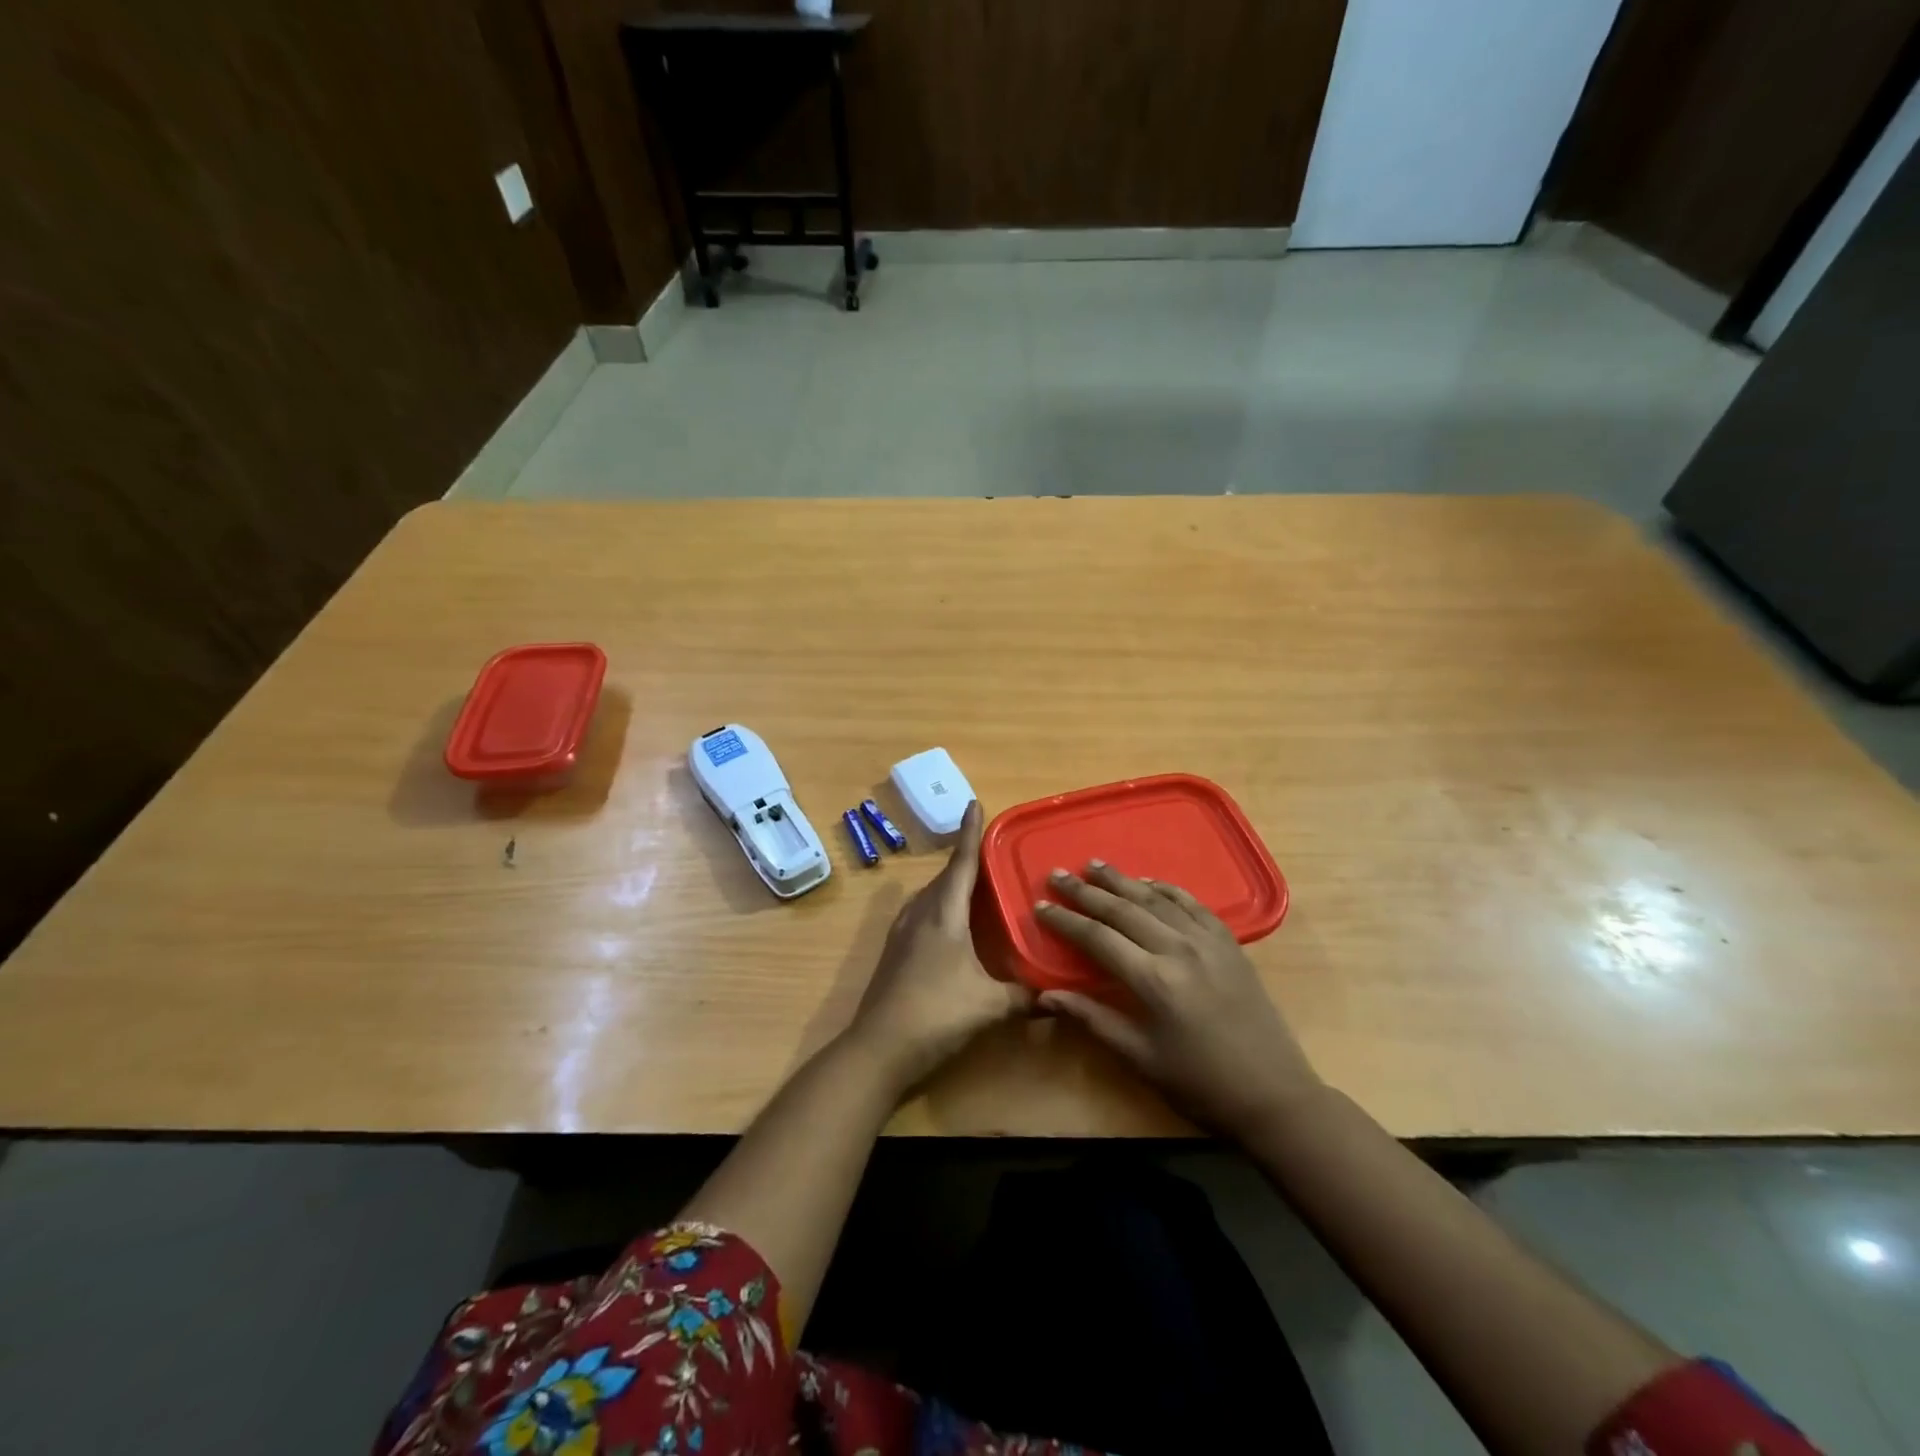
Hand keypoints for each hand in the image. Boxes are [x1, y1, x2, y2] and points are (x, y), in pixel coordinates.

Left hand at [846, 801, 1031, 1093]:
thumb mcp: (989, 1006)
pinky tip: (952, 925)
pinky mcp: (894, 953)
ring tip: (976, 885)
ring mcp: (902, 933)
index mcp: (943, 914)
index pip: (961, 863)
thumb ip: (1024, 998)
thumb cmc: (936, 1014)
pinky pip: (922, 914)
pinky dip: (941, 908)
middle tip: (992, 851)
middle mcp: (920, 914)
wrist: (878, 1049)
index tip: (973, 802)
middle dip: (966, 860)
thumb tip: (1054, 997)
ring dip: (952, 885)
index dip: (970, 833)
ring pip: (931, 896)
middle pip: (945, 877)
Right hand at [1035, 861, 1323, 1138]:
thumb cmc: (1199, 1084)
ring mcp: (1208, 942)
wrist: (1274, 1095)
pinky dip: (1166, 889)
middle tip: (1057, 874)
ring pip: (1156, 899)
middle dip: (1086, 891)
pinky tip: (1149, 883)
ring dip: (1122, 880)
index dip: (1065, 920)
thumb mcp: (1140, 1058)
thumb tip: (1045, 995)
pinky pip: (1192, 904)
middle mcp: (1178, 949)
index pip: (1097, 938)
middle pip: (1123, 909)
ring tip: (1094, 865)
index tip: (1039, 906)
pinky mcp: (1229, 944)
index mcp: (1153, 980)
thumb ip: (1092, 1019)